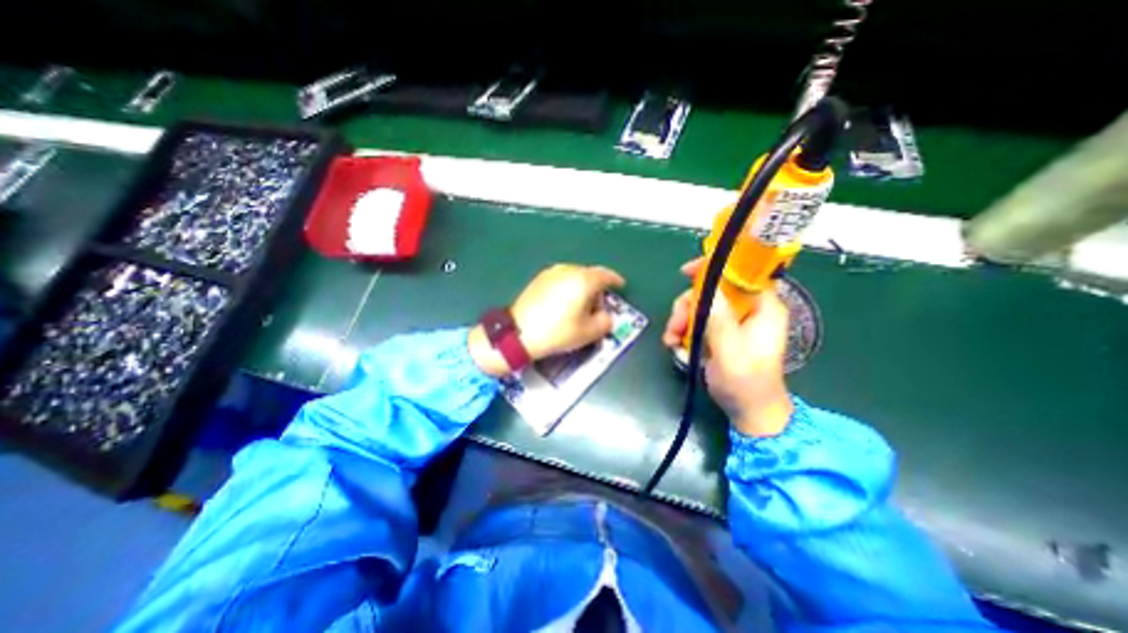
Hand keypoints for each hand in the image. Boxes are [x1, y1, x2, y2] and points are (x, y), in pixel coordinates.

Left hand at [467, 262, 625, 374]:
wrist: (519, 333)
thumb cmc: (558, 332)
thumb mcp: (589, 332)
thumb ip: (606, 321)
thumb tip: (605, 315)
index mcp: (583, 280)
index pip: (606, 275)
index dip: (616, 280)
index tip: (621, 286)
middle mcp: (568, 270)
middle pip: (590, 275)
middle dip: (598, 288)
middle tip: (599, 305)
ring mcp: (551, 273)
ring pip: (574, 276)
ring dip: (582, 287)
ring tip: (580, 306)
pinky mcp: (538, 279)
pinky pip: (561, 279)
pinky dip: (568, 288)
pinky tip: (563, 303)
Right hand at [662, 257, 789, 435]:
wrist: (748, 411)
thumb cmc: (746, 384)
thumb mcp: (731, 352)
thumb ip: (720, 321)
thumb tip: (708, 290)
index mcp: (761, 308)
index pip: (740, 274)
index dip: (714, 267)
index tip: (686, 272)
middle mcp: (747, 310)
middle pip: (712, 291)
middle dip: (688, 305)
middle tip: (675, 325)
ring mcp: (732, 322)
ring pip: (700, 306)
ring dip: (681, 320)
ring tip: (671, 340)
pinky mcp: (720, 333)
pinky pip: (697, 321)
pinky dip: (683, 330)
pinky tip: (675, 345)